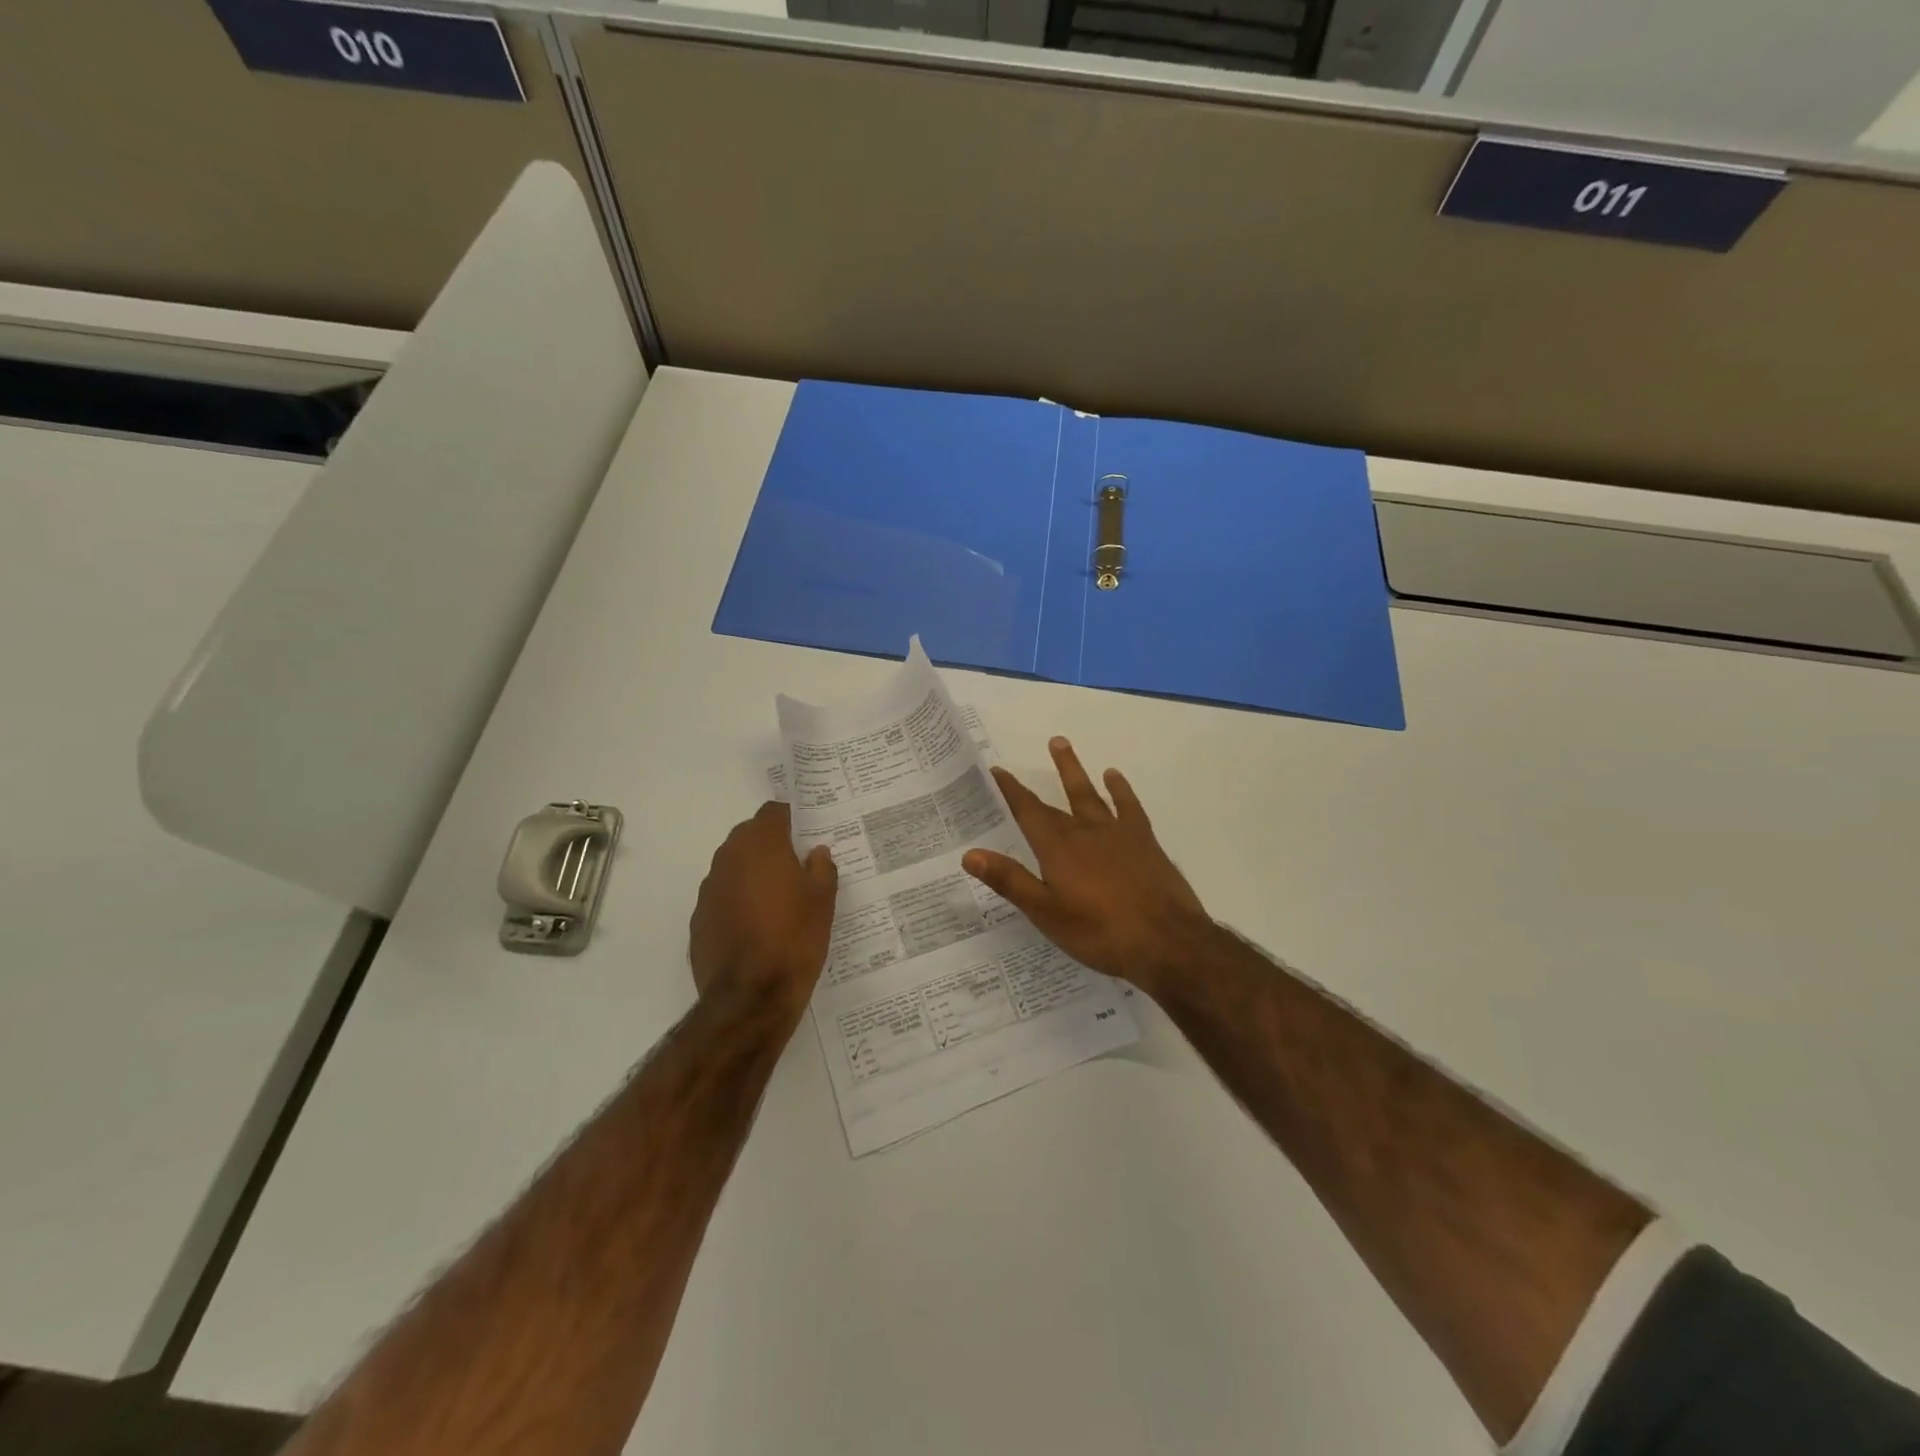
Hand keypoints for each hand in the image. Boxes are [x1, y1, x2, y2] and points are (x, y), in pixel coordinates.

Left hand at [689, 802, 838, 1020]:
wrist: (751, 996)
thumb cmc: (795, 938)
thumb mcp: (823, 901)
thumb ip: (821, 868)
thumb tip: (815, 852)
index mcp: (761, 846)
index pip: (773, 812)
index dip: (790, 820)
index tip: (805, 834)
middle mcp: (729, 858)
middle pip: (749, 836)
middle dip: (770, 845)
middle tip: (795, 866)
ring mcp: (709, 890)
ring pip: (733, 867)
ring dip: (752, 873)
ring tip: (777, 900)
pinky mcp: (698, 919)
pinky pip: (722, 897)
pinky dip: (737, 902)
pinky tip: (755, 927)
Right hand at [962, 738, 1211, 994]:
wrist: (1167, 941)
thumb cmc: (1100, 932)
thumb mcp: (1046, 913)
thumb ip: (1010, 881)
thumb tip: (969, 854)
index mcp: (1058, 848)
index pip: (1028, 812)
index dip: (1011, 791)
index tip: (998, 770)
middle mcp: (1085, 831)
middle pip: (1057, 799)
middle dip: (1040, 778)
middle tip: (1034, 747)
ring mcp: (1117, 833)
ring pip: (1090, 793)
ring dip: (1074, 770)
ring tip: (1062, 744)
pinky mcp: (1144, 841)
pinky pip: (1128, 806)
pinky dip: (1120, 789)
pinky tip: (1114, 777)